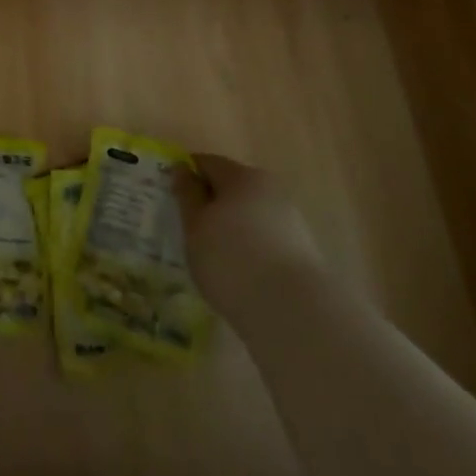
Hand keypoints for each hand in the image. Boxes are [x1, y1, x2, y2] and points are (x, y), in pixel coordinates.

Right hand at [177, 153, 322, 311]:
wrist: (293, 312)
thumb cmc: (231, 260)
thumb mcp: (195, 226)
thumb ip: (187, 194)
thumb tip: (182, 169)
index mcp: (241, 176)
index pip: (207, 163)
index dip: (186, 176)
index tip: (172, 198)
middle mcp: (269, 189)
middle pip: (232, 186)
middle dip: (211, 202)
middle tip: (190, 229)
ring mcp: (290, 219)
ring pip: (250, 213)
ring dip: (231, 226)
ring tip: (214, 255)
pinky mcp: (303, 250)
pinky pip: (265, 237)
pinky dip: (249, 246)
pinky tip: (239, 271)